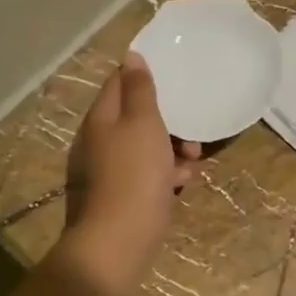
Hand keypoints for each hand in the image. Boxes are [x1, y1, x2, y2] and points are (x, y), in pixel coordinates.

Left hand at [62, 53, 200, 295]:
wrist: (122, 238)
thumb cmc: (136, 172)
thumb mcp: (142, 122)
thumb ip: (139, 89)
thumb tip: (131, 56)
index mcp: (102, 118)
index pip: (120, 82)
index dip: (145, 77)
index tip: (176, 78)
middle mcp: (103, 139)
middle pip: (138, 116)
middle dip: (170, 120)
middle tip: (191, 130)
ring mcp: (113, 168)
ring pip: (149, 146)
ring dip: (174, 148)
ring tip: (193, 159)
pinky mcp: (127, 193)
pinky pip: (151, 173)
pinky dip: (168, 173)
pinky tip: (185, 182)